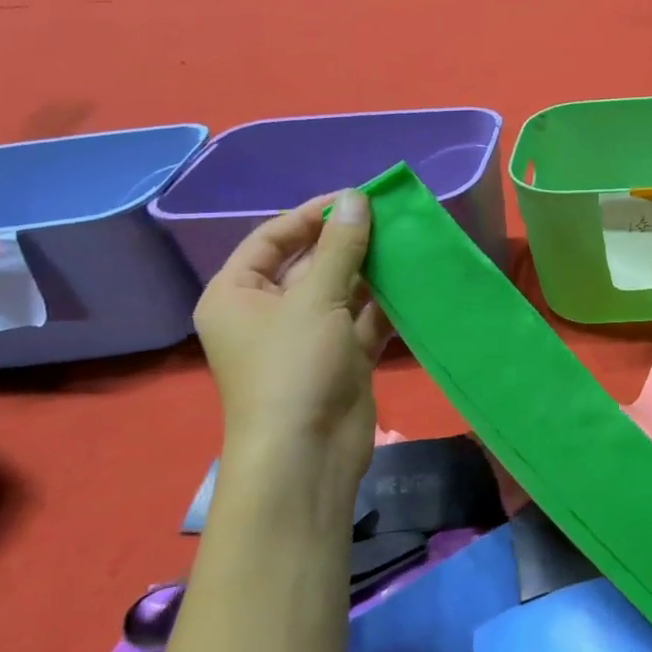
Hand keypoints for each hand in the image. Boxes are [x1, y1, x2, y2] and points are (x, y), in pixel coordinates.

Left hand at [193, 190, 392, 516]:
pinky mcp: (340, 358)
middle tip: (390, 218)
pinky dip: (385, 302)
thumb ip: (340, 248)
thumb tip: (356, 198)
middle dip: (348, 242)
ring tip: (408, 242)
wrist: (308, 454)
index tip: (354, 199)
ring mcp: (307, 337)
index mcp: (237, 294)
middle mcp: (268, 312)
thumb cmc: (294, 368)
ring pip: (342, 291)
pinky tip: (414, 280)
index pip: (271, 239)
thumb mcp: (315, 300)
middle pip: (309, 263)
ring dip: (372, 270)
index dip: (310, 216)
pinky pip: (362, 319)